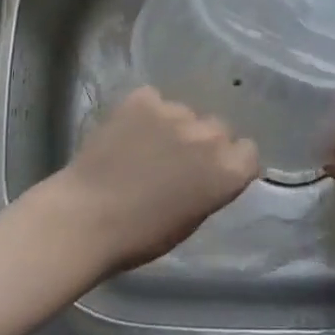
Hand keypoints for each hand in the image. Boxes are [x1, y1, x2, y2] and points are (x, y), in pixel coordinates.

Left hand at [52, 88, 258, 274]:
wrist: (87, 216)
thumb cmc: (140, 235)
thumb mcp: (191, 219)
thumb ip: (210, 186)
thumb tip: (209, 172)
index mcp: (227, 170)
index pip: (248, 152)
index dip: (232, 161)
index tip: (214, 172)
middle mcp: (208, 135)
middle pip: (218, 128)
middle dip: (203, 142)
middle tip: (177, 160)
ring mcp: (175, 112)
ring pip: (185, 112)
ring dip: (173, 126)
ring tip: (146, 146)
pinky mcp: (143, 98)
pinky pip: (153, 99)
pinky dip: (145, 112)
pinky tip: (128, 130)